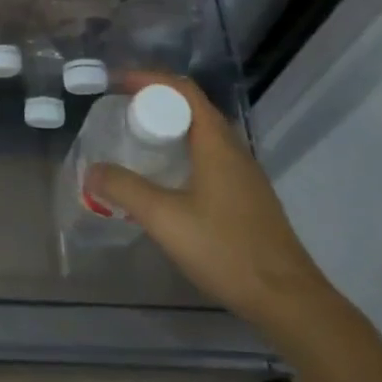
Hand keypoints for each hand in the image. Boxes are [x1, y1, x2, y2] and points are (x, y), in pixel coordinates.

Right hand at [87, 73, 338, 337]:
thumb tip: (92, 170)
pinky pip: (210, 157)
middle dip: (155, 101)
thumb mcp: (164, 218)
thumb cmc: (225, 250)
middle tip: (120, 112)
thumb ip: (124, 189)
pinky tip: (166, 180)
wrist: (288, 301)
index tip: (116, 84)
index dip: (148, 79)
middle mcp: (234, 150)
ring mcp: (245, 175)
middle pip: (193, 108)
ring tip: (137, 141)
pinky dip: (182, 152)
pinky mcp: (247, 198)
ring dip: (170, 128)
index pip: (183, 90)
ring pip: (203, 134)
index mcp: (216, 143)